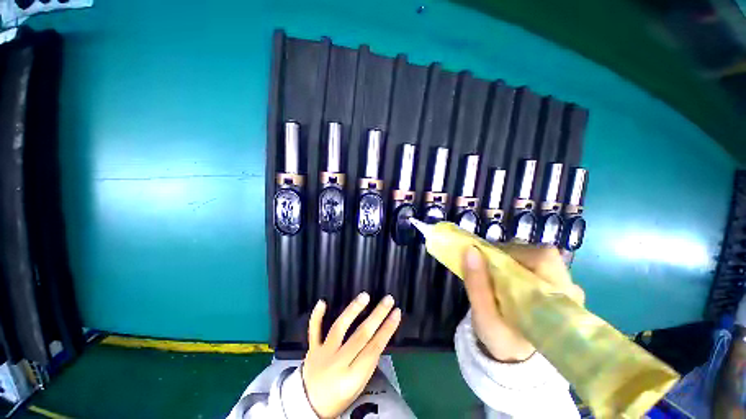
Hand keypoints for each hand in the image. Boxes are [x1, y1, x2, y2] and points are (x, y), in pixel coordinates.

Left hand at [302, 293, 400, 417]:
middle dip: (377, 316)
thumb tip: (379, 335)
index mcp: (352, 377)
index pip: (374, 348)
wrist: (310, 405)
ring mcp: (324, 354)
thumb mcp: (359, 385)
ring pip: (339, 328)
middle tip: (388, 300)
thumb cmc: (340, 396)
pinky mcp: (312, 349)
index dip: (387, 329)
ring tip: (365, 296)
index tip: (396, 313)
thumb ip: (368, 361)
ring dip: (353, 310)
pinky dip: (317, 316)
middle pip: (361, 335)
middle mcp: (338, 363)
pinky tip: (322, 302)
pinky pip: (314, 331)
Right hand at [462, 245, 584, 362]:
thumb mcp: (484, 316)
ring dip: (513, 259)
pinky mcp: (558, 286)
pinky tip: (506, 278)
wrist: (517, 355)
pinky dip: (518, 264)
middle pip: (541, 254)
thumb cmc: (501, 338)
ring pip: (538, 257)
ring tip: (496, 273)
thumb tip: (470, 250)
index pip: (543, 257)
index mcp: (557, 302)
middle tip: (489, 266)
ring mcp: (567, 288)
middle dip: (511, 255)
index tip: (490, 259)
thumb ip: (476, 284)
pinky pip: (538, 264)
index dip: (514, 252)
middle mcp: (569, 291)